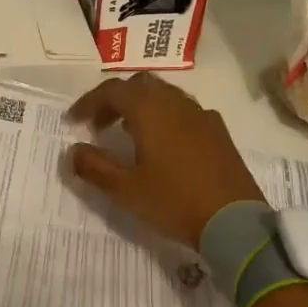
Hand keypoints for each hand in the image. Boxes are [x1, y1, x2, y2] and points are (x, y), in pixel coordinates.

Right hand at [66, 74, 264, 248]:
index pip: (112, 90)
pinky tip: (164, 144)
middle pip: (139, 85)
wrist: (235, 222)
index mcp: (150, 111)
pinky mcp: (218, 131)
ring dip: (141, 106)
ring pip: (164, 94)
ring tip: (129, 134)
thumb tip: (72, 151)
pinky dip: (165, 116)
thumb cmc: (175, 201)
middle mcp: (175, 103)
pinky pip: (184, 110)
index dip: (88, 102)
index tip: (72, 121)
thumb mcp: (126, 190)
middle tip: (100, 125)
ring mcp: (201, 115)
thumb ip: (95, 167)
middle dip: (115, 99)